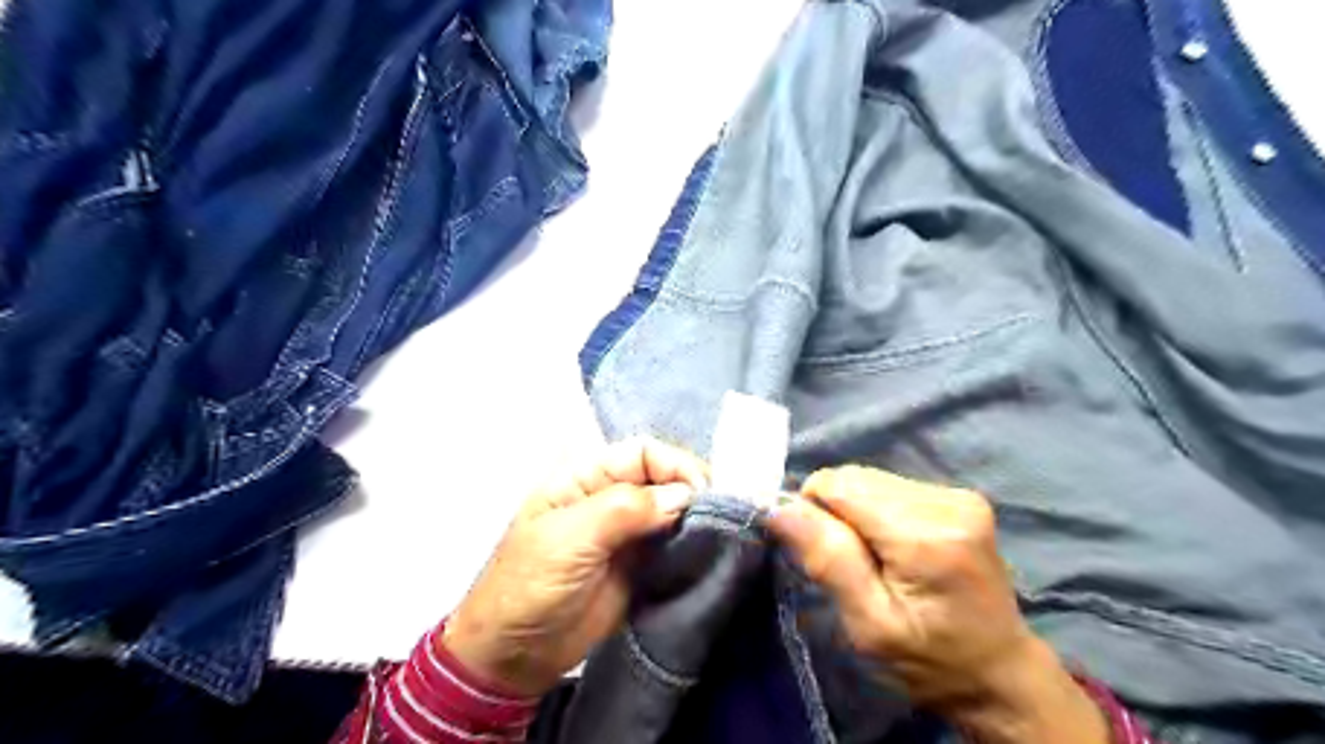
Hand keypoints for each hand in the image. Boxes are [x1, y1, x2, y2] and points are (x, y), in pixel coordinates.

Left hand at [440, 436, 709, 696]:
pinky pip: (674, 543)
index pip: (642, 452)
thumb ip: (625, 509)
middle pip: (663, 477)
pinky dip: (693, 544)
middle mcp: (611, 497)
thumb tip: (684, 496)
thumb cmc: (530, 585)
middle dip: (692, 490)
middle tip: (717, 516)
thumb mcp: (570, 538)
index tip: (702, 493)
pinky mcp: (640, 564)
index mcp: (586, 477)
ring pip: (673, 509)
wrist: (514, 656)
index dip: (675, 465)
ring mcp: (628, 532)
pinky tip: (708, 551)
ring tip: (720, 533)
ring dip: (697, 517)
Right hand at [761, 468, 1110, 741]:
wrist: (997, 673)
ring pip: (869, 479)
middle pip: (854, 478)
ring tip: (876, 558)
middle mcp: (948, 501)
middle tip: (853, 564)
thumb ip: (828, 559)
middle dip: (838, 514)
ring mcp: (958, 495)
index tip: (823, 555)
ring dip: (857, 512)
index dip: (815, 512)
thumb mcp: (870, 625)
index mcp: (927, 535)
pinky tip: (894, 547)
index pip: (838, 485)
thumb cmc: (928, 660)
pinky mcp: (960, 496)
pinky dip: (877, 511)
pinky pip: (890, 486)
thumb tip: (780, 507)